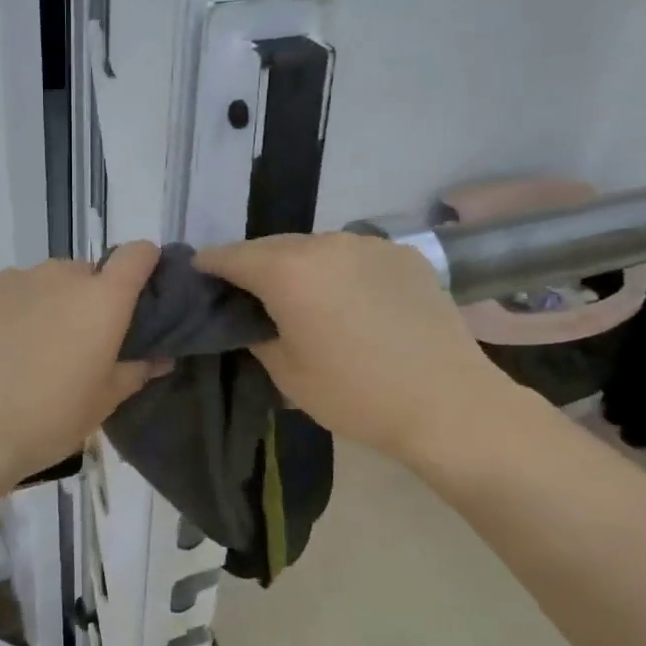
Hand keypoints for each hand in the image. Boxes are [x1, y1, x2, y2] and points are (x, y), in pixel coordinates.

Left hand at [0, 242, 166, 484]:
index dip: (142, 265)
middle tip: (70, 344)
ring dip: (38, 305)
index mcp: (101, 300)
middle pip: (82, 274)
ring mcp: (8, 278)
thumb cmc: (46, 421)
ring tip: (19, 352)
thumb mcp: (100, 404)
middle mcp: (57, 275)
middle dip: (82, 300)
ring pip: (36, 284)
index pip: (136, 255)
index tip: (136, 291)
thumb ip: (134, 372)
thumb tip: (159, 358)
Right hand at [194, 232, 520, 466]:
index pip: (231, 256)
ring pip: (315, 248)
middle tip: (247, 297)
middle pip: (272, 247)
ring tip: (303, 301)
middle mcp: (326, 242)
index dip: (208, 267)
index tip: (198, 279)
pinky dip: (339, 271)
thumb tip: (248, 317)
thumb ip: (255, 333)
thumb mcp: (287, 372)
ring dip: (298, 267)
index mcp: (288, 270)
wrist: (448, 402)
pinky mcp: (403, 254)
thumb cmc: (356, 394)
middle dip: (254, 267)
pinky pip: (353, 256)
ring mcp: (370, 244)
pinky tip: (350, 303)